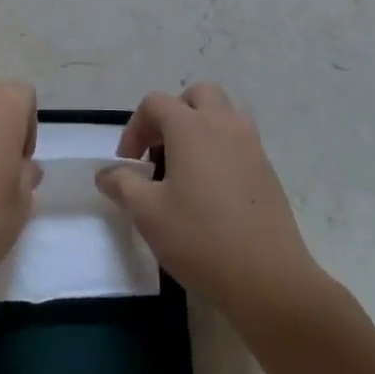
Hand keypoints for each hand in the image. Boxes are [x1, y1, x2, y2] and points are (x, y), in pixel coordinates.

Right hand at [97, 83, 321, 325]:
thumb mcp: (148, 214)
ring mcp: (251, 145)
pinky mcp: (267, 169)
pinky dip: (220, 147)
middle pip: (197, 95)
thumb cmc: (201, 238)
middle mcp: (223, 124)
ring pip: (223, 113)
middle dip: (173, 113)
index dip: (135, 127)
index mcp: (191, 127)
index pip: (155, 103)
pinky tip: (211, 188)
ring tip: (186, 165)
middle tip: (160, 150)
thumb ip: (122, 185)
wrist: (268, 278)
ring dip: (200, 126)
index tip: (129, 164)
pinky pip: (239, 140)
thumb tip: (105, 174)